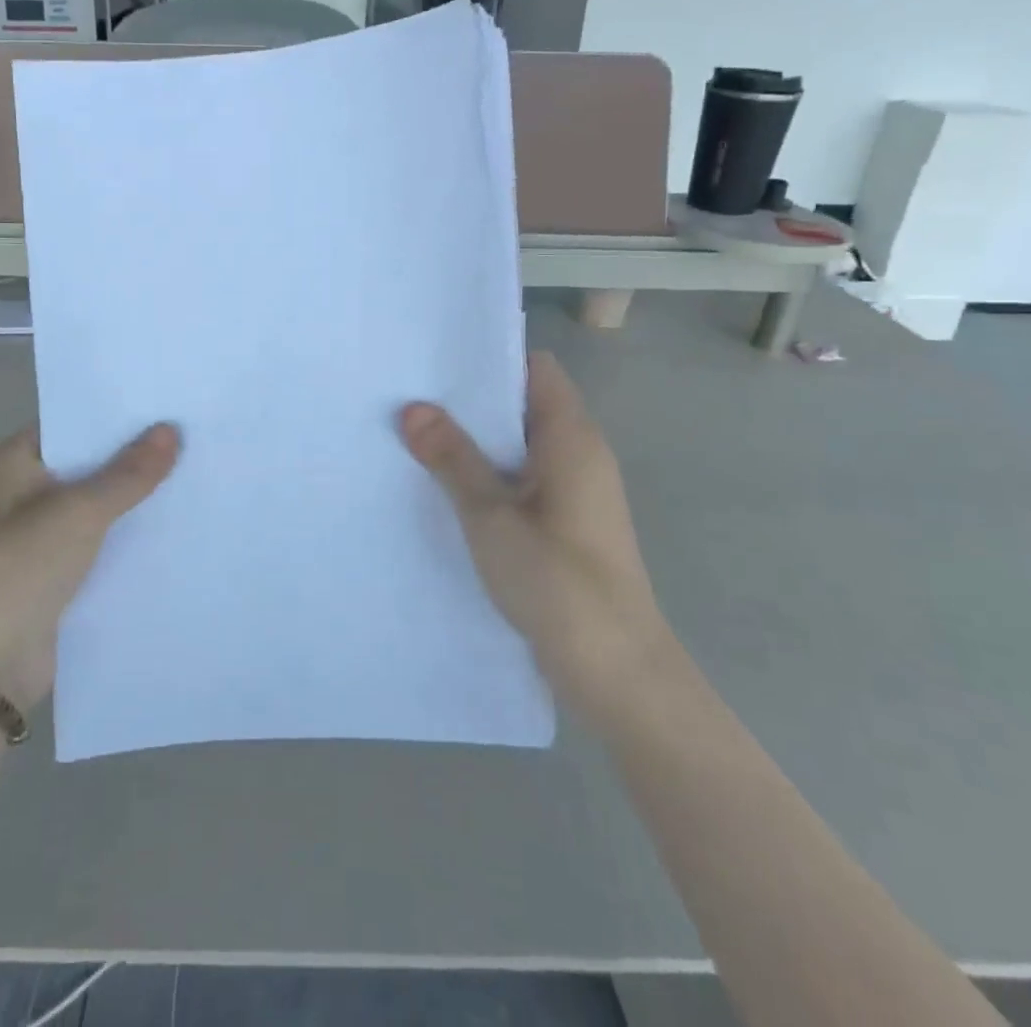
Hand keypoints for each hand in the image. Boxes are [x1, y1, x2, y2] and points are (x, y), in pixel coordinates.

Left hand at [0, 424, 180, 707]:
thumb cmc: (20, 568)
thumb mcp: (79, 512)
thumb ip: (128, 473)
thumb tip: (172, 429)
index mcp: (16, 462)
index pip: (74, 421)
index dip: (118, 412)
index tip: (167, 400)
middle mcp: (26, 491)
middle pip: (90, 462)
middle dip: (135, 453)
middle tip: (194, 432)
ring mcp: (42, 534)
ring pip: (100, 503)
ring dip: (136, 496)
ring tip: (196, 470)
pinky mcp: (59, 572)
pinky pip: (102, 541)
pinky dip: (130, 533)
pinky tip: (176, 522)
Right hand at [401, 351, 675, 722]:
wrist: (616, 671)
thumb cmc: (556, 581)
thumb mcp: (490, 516)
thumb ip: (452, 459)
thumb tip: (414, 407)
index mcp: (572, 437)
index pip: (536, 369)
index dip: (491, 360)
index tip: (438, 363)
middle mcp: (580, 454)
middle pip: (525, 405)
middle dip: (473, 403)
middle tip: (414, 399)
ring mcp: (577, 491)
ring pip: (522, 445)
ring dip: (479, 442)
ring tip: (420, 437)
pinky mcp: (569, 523)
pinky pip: (525, 478)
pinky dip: (491, 474)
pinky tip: (450, 488)